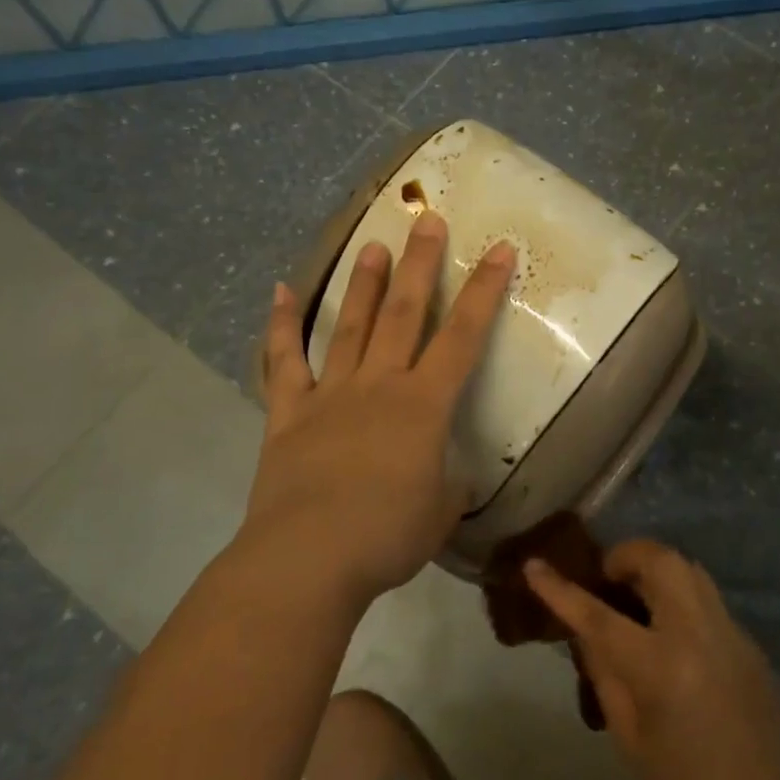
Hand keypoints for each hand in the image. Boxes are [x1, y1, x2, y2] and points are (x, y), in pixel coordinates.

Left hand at [242, 211, 515, 606]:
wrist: (308, 559)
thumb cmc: (387, 537)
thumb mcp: (440, 513)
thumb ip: (449, 485)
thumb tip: (451, 475)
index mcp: (423, 405)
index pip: (464, 337)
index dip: (485, 291)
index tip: (499, 249)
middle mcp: (378, 385)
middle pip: (405, 314)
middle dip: (421, 265)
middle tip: (427, 220)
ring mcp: (329, 395)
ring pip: (350, 326)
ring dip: (365, 284)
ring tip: (374, 246)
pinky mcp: (288, 413)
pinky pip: (284, 361)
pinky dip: (281, 326)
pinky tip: (280, 292)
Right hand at [525, 540, 779, 779]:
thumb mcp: (627, 734)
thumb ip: (604, 670)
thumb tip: (586, 628)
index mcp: (660, 667)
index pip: (598, 615)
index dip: (561, 588)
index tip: (534, 565)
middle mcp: (697, 633)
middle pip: (659, 560)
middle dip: (625, 556)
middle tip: (606, 579)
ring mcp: (729, 629)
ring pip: (687, 566)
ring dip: (654, 567)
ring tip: (634, 593)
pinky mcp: (747, 636)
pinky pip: (704, 593)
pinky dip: (678, 592)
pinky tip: (668, 624)